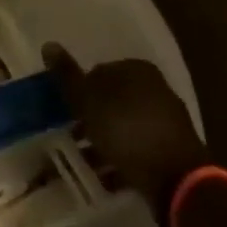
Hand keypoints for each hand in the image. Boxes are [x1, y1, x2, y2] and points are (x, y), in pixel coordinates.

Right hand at [44, 44, 208, 211]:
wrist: (177, 181)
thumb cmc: (127, 130)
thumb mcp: (89, 101)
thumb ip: (68, 76)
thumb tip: (48, 44)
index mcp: (137, 70)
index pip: (98, 72)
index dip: (78, 92)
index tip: (64, 112)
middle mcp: (155, 89)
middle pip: (112, 100)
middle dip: (91, 118)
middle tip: (71, 136)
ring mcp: (167, 122)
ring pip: (124, 126)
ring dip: (104, 141)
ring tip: (84, 161)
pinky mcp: (172, 152)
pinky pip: (138, 150)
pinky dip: (121, 160)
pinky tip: (105, 177)